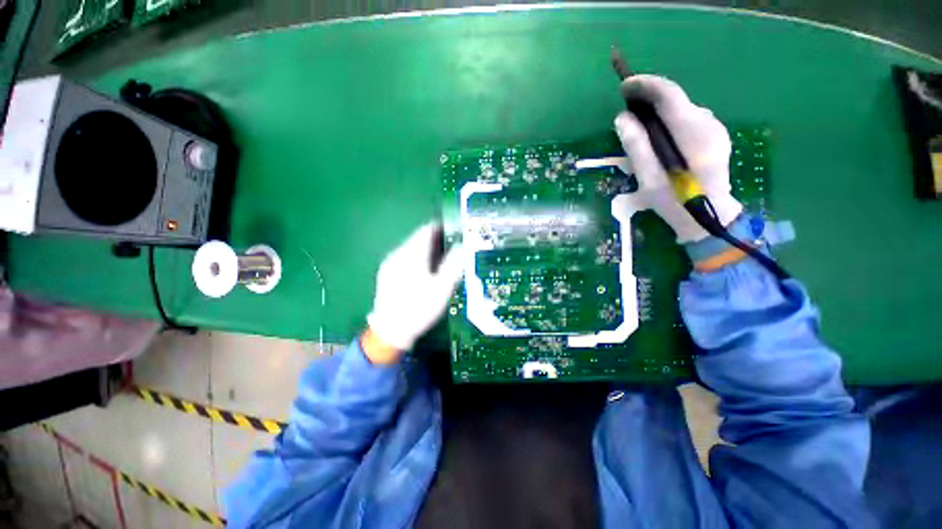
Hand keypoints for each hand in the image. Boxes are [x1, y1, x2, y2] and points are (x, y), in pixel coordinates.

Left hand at [364, 223, 463, 362]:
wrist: (390, 330)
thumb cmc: (419, 308)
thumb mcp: (442, 288)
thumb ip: (452, 265)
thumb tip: (460, 246)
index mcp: (412, 255)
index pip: (426, 230)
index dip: (440, 227)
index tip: (453, 229)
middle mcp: (398, 254)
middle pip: (417, 238)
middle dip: (434, 239)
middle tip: (450, 246)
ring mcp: (390, 263)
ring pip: (410, 247)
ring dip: (425, 248)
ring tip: (439, 259)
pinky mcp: (386, 272)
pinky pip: (403, 257)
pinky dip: (416, 257)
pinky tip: (423, 270)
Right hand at [614, 75, 741, 242]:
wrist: (709, 219)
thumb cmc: (675, 202)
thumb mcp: (649, 177)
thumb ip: (637, 145)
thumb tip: (622, 118)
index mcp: (692, 132)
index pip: (669, 94)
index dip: (645, 85)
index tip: (623, 87)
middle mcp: (708, 123)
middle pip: (676, 100)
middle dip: (649, 100)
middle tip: (626, 113)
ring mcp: (715, 129)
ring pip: (682, 110)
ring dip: (659, 112)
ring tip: (640, 129)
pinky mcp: (716, 136)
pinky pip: (688, 120)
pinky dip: (671, 122)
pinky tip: (660, 140)